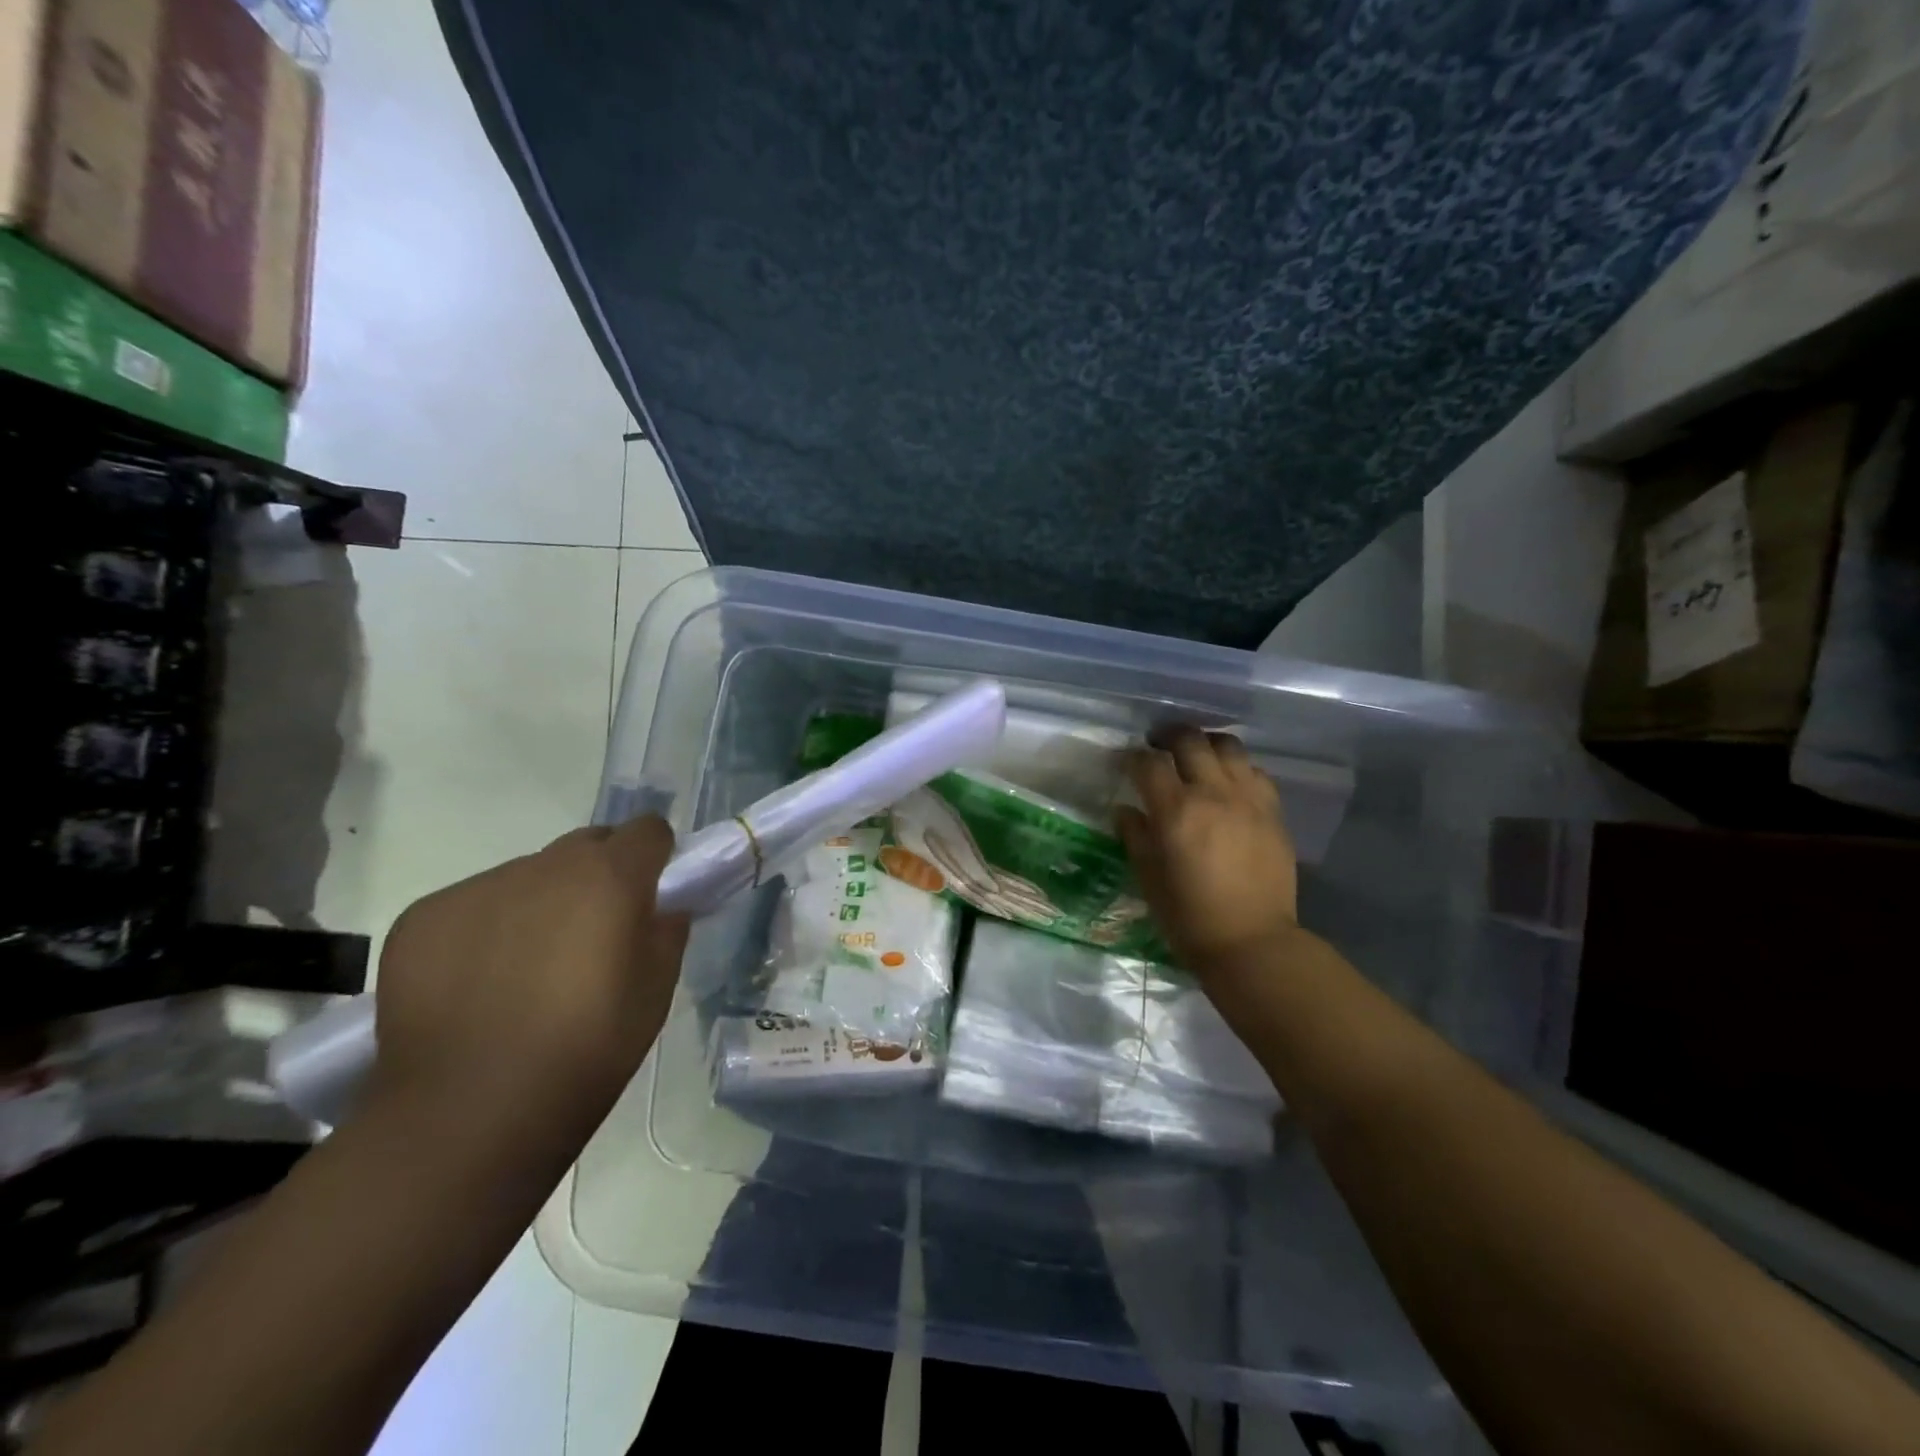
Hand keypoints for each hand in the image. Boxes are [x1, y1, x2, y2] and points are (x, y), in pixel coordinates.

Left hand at [369, 816, 689, 1127]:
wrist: (468, 1114)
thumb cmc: (586, 1050)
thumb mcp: (656, 990)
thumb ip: (667, 929)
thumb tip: (661, 906)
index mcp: (610, 876)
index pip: (648, 829)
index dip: (655, 857)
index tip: (650, 894)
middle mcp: (545, 865)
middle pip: (586, 845)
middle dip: (598, 875)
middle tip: (591, 935)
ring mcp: (478, 888)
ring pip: (527, 876)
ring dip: (540, 904)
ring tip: (525, 972)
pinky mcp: (423, 917)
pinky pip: (473, 906)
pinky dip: (485, 930)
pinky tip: (476, 987)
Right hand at [1116, 728, 1299, 973]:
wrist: (1252, 942)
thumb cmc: (1188, 917)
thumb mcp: (1148, 878)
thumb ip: (1135, 835)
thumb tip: (1126, 809)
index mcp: (1175, 811)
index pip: (1148, 763)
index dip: (1131, 757)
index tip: (1125, 762)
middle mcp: (1213, 793)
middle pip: (1190, 741)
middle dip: (1168, 736)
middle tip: (1157, 746)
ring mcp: (1248, 799)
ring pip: (1228, 747)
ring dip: (1206, 744)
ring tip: (1196, 756)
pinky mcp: (1273, 811)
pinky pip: (1255, 772)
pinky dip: (1237, 769)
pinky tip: (1228, 784)